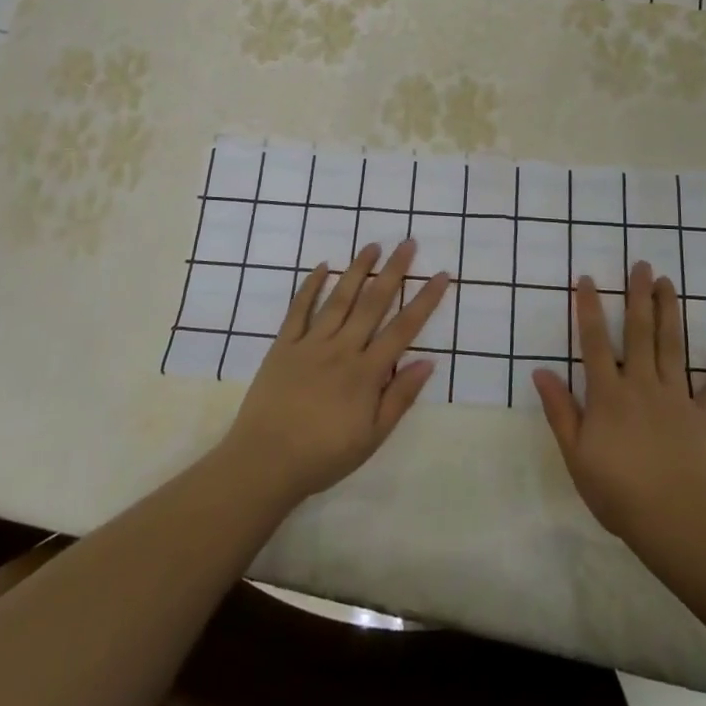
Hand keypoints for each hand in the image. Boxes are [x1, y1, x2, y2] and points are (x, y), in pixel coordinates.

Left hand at [219, 241, 449, 506]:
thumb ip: (400, 398)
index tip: (440, 275)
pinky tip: (322, 266)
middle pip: (373, 303)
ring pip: (339, 298)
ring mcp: (310, 343)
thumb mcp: (372, 438)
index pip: (403, 329)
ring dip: (357, 270)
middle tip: (408, 243)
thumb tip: (428, 362)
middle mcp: (341, 349)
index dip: (424, 300)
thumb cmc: (323, 456)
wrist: (264, 463)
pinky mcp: (283, 345)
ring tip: (372, 245)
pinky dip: (310, 286)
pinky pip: (298, 309)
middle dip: (393, 271)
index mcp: (366, 373)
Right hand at [532, 263, 705, 542]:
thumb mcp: (575, 454)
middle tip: (641, 265)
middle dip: (638, 296)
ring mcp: (676, 399)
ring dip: (670, 313)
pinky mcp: (704, 419)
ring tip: (667, 283)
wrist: (675, 520)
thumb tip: (541, 370)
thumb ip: (560, 411)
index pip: (595, 342)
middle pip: (640, 333)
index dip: (590, 309)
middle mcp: (642, 385)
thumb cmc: (617, 491)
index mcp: (608, 394)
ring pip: (672, 347)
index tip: (587, 278)